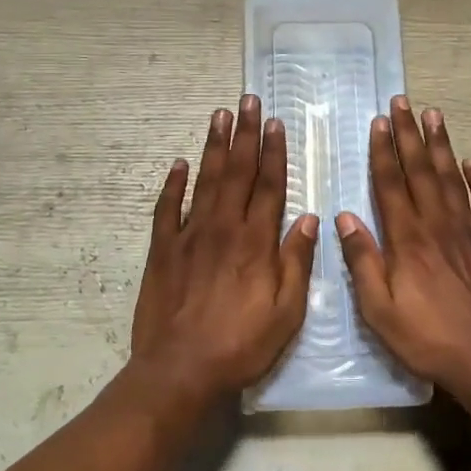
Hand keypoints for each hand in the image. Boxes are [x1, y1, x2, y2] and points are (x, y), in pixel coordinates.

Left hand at [130, 95, 319, 404]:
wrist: (180, 369)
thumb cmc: (240, 344)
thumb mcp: (286, 312)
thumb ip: (296, 262)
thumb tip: (308, 218)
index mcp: (256, 241)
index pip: (269, 185)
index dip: (274, 152)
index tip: (275, 122)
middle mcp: (223, 228)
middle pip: (237, 172)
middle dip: (244, 134)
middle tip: (247, 100)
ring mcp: (189, 236)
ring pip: (205, 180)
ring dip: (214, 146)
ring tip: (219, 115)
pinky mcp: (162, 250)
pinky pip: (166, 209)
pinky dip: (172, 184)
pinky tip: (178, 164)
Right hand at [336, 97, 470, 410]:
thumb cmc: (429, 338)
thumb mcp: (380, 310)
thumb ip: (363, 261)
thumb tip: (345, 216)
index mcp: (408, 239)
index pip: (391, 184)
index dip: (383, 151)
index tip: (379, 121)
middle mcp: (439, 225)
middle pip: (422, 170)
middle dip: (410, 134)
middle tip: (403, 102)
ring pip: (453, 178)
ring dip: (442, 145)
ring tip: (434, 115)